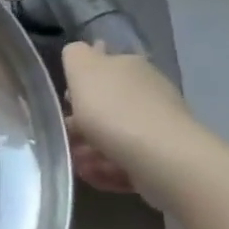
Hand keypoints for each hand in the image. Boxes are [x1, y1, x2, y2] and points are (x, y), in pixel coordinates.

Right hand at [62, 42, 198, 197]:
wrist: (163, 159)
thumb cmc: (114, 110)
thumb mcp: (83, 69)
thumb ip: (75, 55)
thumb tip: (80, 52)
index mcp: (128, 65)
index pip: (102, 64)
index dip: (80, 82)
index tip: (65, 102)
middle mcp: (146, 90)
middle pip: (107, 104)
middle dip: (82, 122)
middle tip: (65, 138)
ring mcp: (157, 125)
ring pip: (115, 135)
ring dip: (91, 150)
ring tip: (78, 165)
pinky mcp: (162, 158)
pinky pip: (127, 161)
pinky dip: (108, 169)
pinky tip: (95, 177)